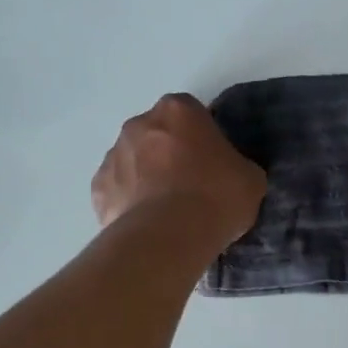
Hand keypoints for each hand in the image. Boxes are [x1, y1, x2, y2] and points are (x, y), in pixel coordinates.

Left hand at [92, 93, 267, 247]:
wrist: (169, 237)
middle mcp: (139, 124)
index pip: (191, 112)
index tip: (212, 162)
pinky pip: (116, 190)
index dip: (201, 136)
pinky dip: (127, 202)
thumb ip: (237, 165)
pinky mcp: (97, 189)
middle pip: (156, 133)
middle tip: (189, 186)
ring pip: (132, 161)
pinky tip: (145, 224)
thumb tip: (230, 174)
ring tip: (166, 211)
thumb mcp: (250, 179)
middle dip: (168, 153)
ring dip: (145, 177)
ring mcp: (113, 155)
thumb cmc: (216, 198)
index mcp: (178, 111)